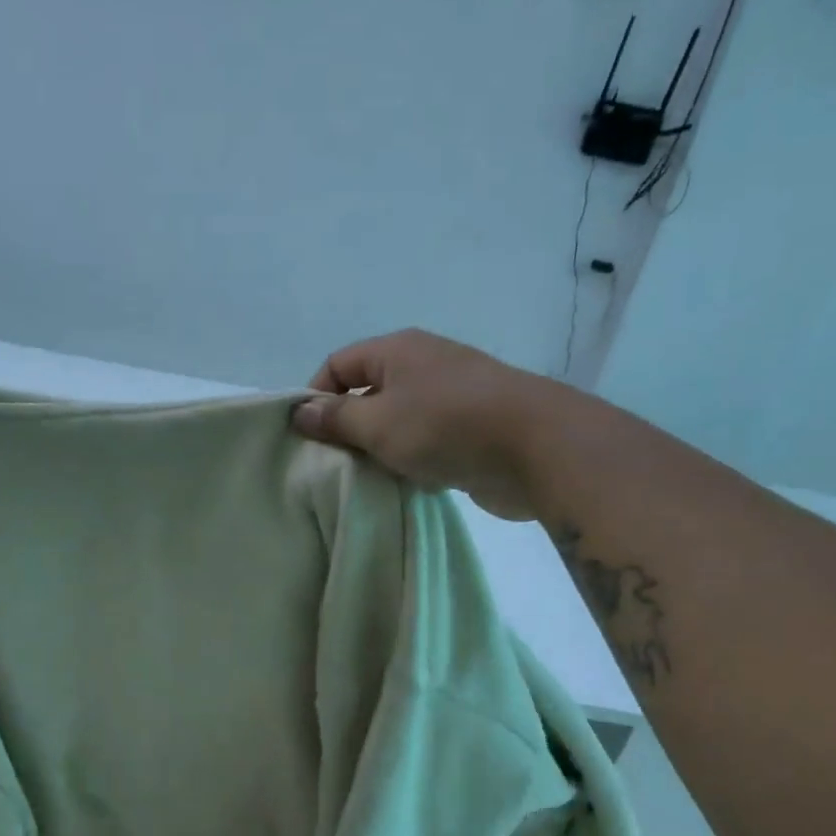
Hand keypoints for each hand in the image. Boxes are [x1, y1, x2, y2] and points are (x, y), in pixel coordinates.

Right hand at [290, 329, 564, 519]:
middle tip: (332, 465)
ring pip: (397, 421)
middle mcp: (423, 365)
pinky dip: (411, 461)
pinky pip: (425, 442)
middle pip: (368, 392)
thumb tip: (299, 412)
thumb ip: (336, 419)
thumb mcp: (377, 423)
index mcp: (397, 350)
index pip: (338, 364)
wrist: (535, 447)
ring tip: (365, 479)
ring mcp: (450, 397)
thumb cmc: (444, 426)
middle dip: (347, 428)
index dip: (315, 397)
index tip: (306, 438)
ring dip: (379, 449)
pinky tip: (405, 485)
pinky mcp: (470, 430)